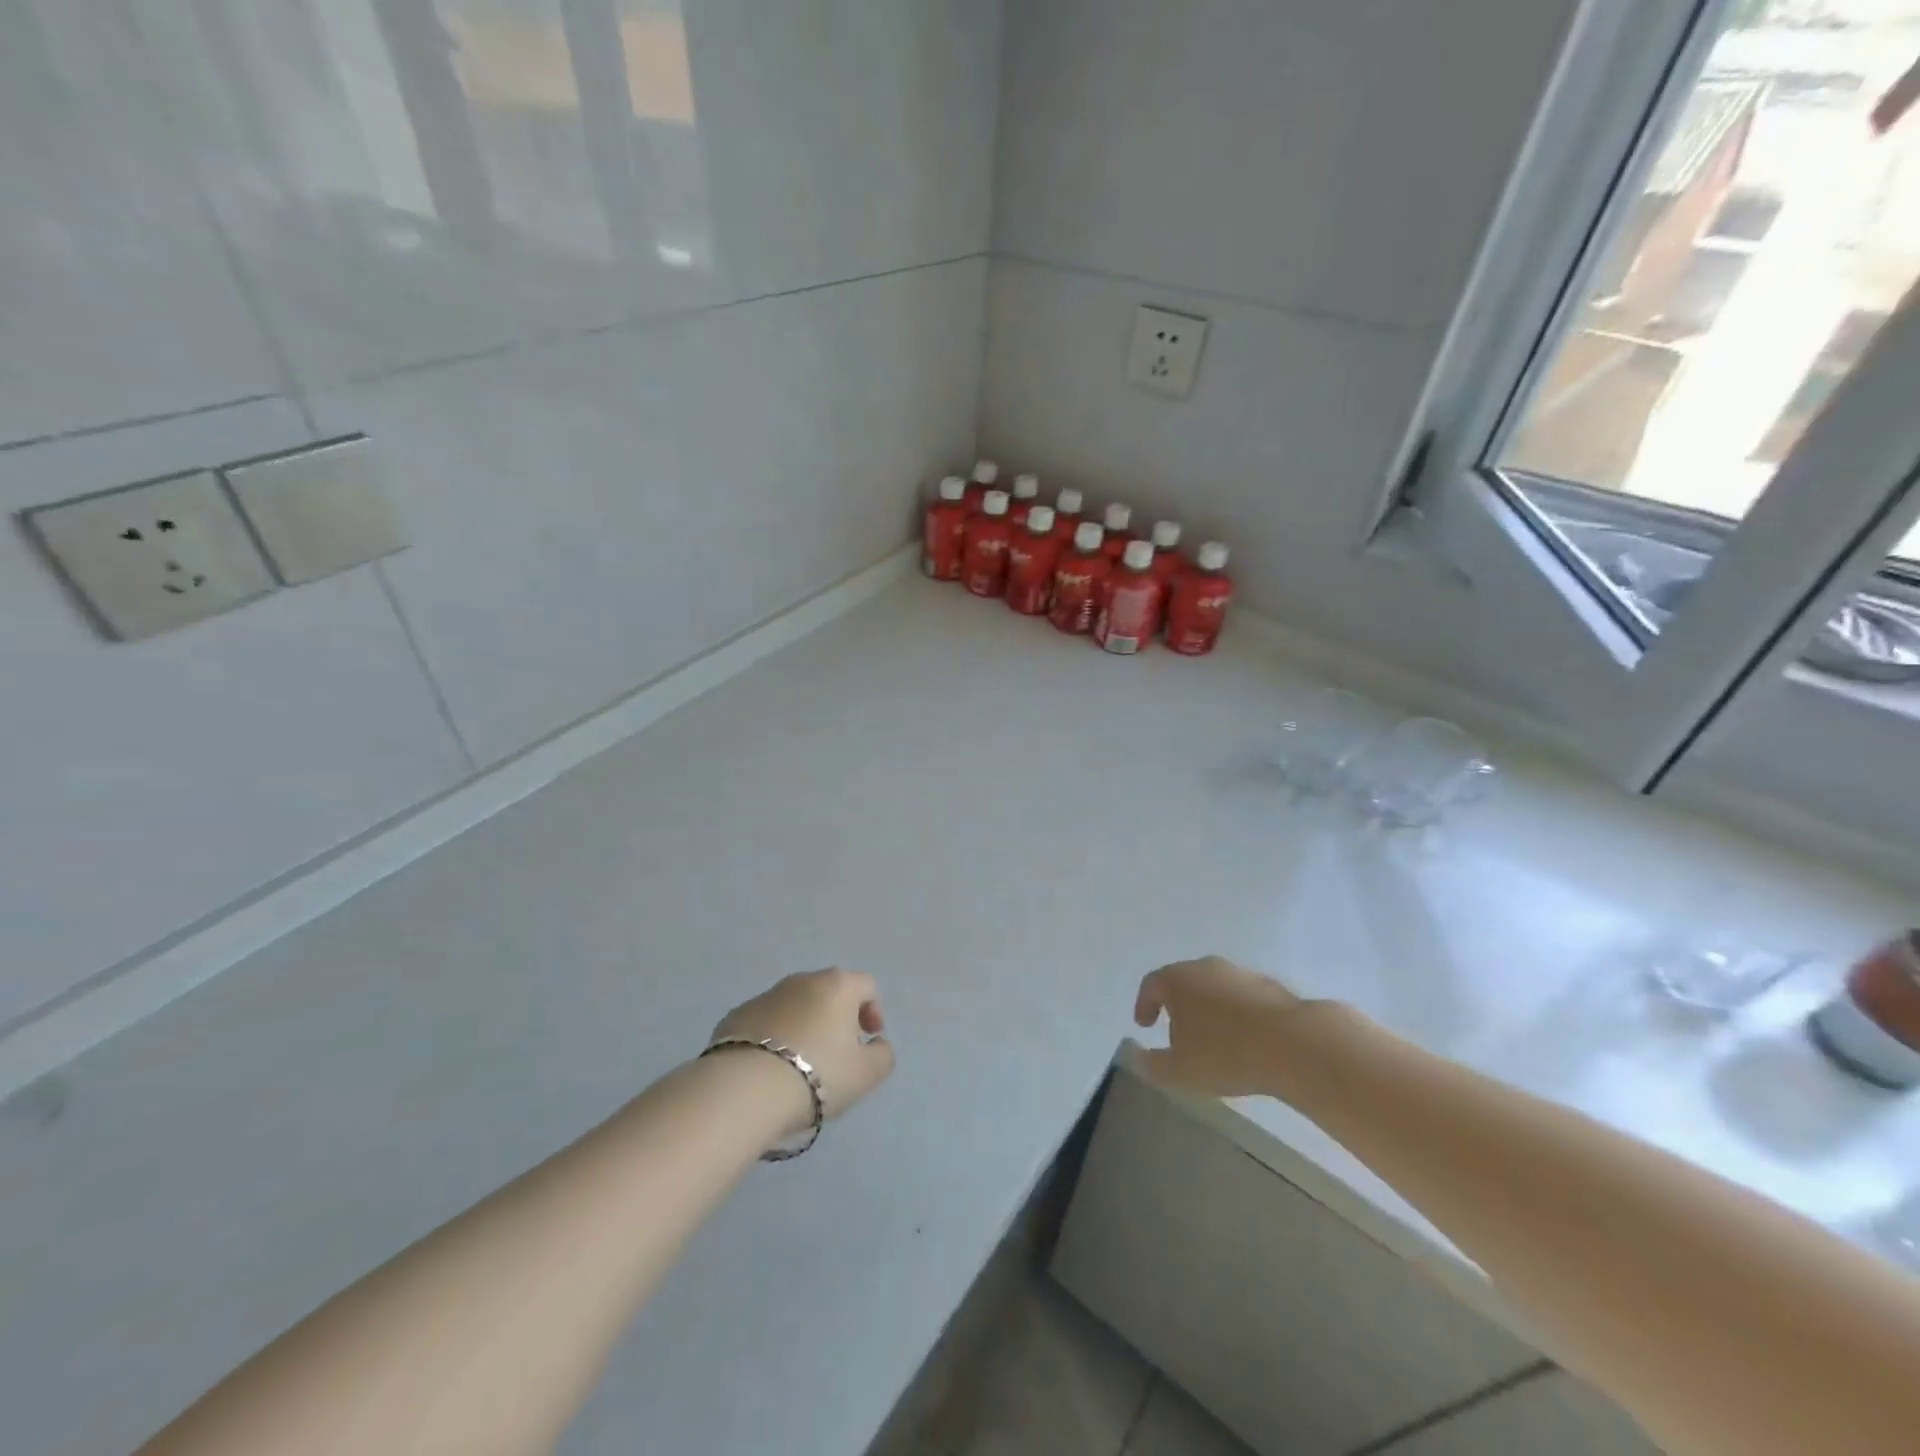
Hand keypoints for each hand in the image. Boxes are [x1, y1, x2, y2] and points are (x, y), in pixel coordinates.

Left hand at [711, 968, 894, 1121]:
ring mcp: (766, 995)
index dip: (873, 1011)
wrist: (745, 1089)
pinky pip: (765, 1022)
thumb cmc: (818, 1074)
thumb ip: (882, 1054)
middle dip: (837, 1017)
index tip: (868, 1040)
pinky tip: (769, 1068)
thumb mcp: (866, 1074)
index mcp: (838, 986)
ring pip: (795, 1005)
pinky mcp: (736, 1016)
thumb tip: (877, 1043)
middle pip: (829, 992)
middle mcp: (802, 980)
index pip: (866, 986)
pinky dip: (773, 1037)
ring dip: (803, 1025)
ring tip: (800, 1064)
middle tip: (836, 1053)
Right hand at [1133, 956, 1305, 1096]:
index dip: (1144, 1004)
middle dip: (1176, 1007)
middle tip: (1177, 1035)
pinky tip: (1244, 1040)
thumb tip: (1137, 1057)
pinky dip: (1235, 1014)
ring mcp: (1239, 973)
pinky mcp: (1269, 985)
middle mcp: (1205, 967)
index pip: (1151, 985)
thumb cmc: (1226, 1054)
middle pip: (1183, 982)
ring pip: (1213, 988)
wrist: (1294, 1044)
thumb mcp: (1179, 1071)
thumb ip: (1152, 1065)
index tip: (1144, 1025)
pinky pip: (1241, 998)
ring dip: (1208, 1010)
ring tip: (1214, 1041)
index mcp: (1177, 980)